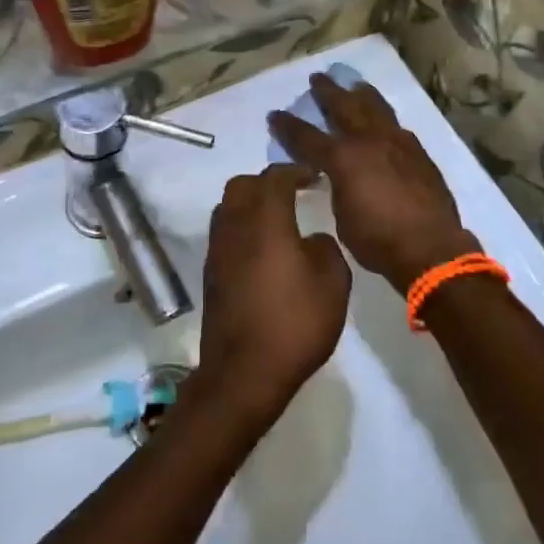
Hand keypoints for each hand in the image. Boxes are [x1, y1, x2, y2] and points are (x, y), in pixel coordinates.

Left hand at [195, 164, 351, 429]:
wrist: (243, 371)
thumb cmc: (294, 323)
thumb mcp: (333, 284)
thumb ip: (326, 249)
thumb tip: (311, 239)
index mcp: (265, 219)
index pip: (275, 177)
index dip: (295, 171)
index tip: (314, 176)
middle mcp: (235, 225)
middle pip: (243, 186)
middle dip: (268, 183)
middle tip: (294, 193)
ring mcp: (218, 249)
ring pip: (228, 207)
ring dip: (251, 204)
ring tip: (277, 219)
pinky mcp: (211, 272)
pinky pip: (225, 233)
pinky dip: (242, 228)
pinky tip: (263, 250)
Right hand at [269, 74, 477, 295]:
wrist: (431, 249)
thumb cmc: (378, 240)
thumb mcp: (341, 216)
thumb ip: (336, 187)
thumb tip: (336, 176)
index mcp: (343, 158)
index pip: (307, 136)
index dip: (288, 126)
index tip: (275, 114)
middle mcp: (368, 141)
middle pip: (344, 107)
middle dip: (327, 92)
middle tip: (317, 79)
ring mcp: (397, 144)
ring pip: (376, 108)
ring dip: (362, 95)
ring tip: (355, 85)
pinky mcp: (419, 154)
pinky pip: (398, 127)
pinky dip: (386, 119)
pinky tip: (385, 119)